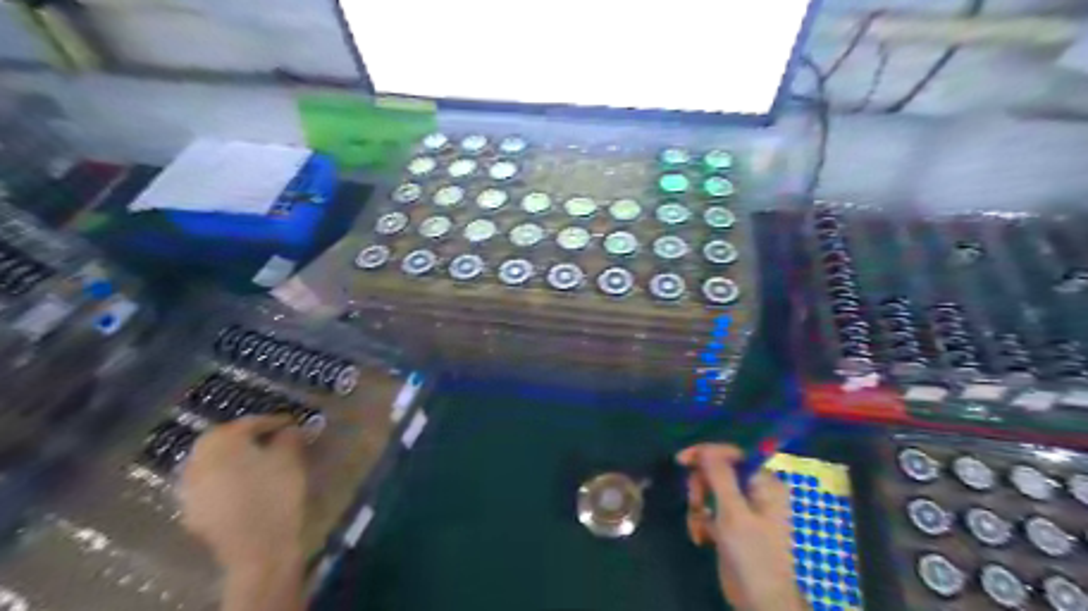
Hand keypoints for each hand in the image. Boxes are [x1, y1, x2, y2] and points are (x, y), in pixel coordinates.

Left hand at [179, 413, 305, 570]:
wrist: (256, 547)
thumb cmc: (275, 492)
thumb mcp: (290, 458)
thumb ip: (290, 437)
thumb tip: (291, 428)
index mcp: (221, 441)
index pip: (249, 423)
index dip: (274, 421)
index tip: (293, 423)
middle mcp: (198, 459)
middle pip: (224, 440)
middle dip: (248, 437)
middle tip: (273, 439)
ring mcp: (189, 487)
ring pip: (214, 462)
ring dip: (234, 458)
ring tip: (259, 462)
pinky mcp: (191, 511)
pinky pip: (210, 485)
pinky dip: (227, 479)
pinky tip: (246, 486)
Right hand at [678, 445, 806, 610]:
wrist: (760, 602)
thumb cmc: (752, 555)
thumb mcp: (733, 513)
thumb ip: (719, 477)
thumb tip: (706, 448)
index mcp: (765, 483)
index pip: (732, 454)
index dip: (706, 454)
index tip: (682, 460)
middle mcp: (755, 491)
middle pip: (717, 472)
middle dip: (701, 488)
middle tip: (697, 504)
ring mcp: (743, 508)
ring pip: (709, 491)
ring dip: (698, 508)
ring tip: (700, 527)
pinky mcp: (731, 524)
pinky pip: (708, 510)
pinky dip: (701, 521)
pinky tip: (702, 538)